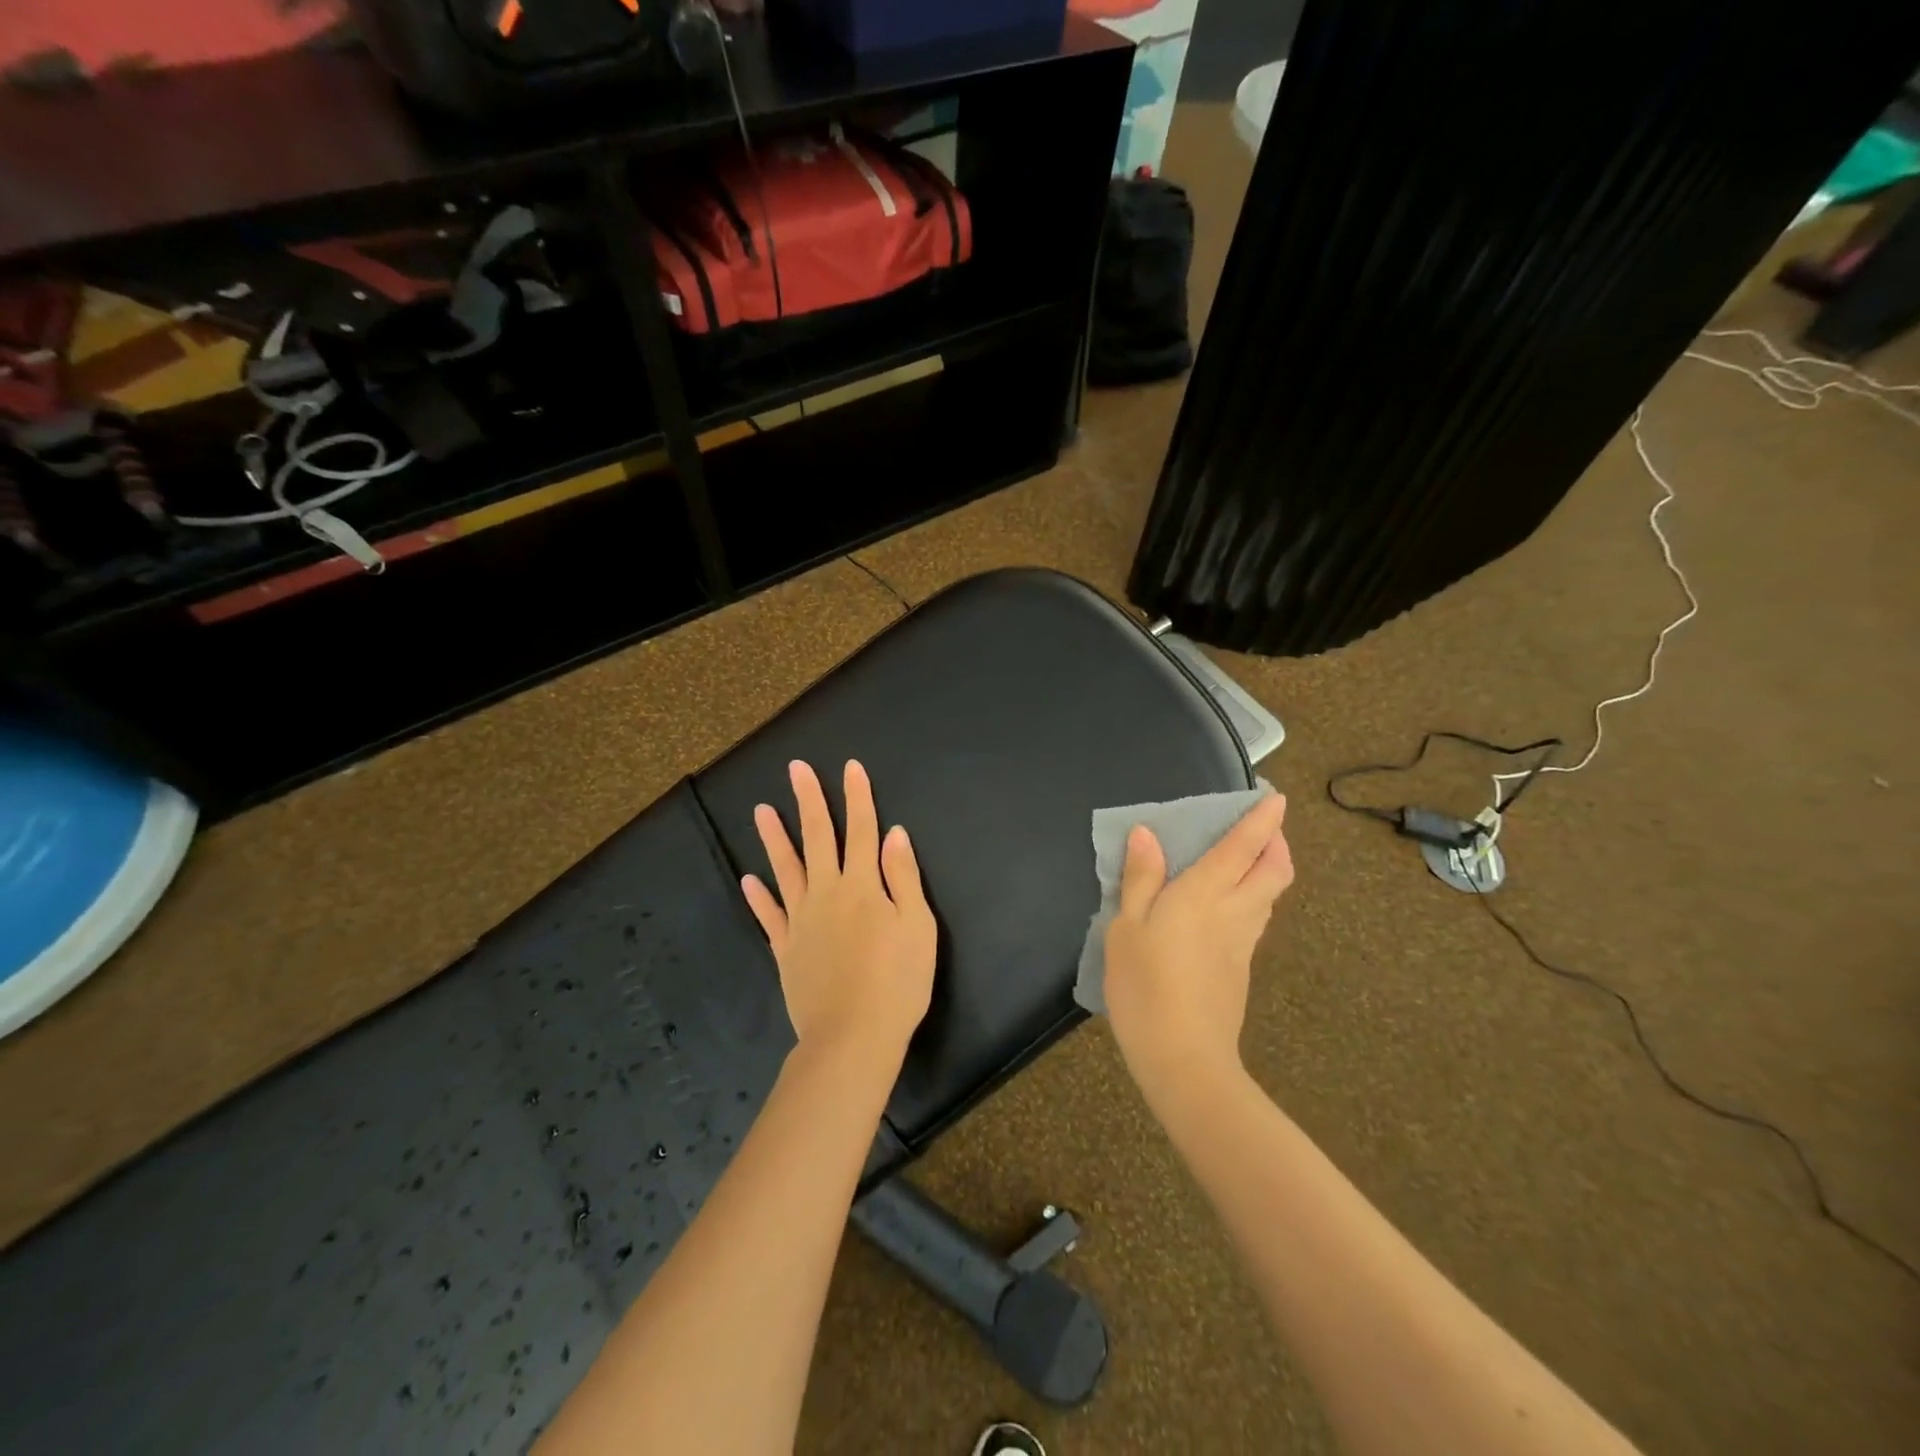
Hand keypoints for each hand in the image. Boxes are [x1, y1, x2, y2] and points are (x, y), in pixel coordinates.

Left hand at [740, 760, 936, 1070]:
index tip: (850, 767)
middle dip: (809, 801)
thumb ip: (904, 878)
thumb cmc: (897, 982)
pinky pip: (770, 916)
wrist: (853, 1037)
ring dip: (774, 838)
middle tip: (795, 769)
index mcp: (863, 886)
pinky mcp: (786, 949)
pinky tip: (748, 879)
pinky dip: (759, 897)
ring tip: (761, 810)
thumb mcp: (918, 927)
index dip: (858, 797)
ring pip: (786, 869)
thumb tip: (894, 834)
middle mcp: (828, 893)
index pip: (862, 830)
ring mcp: (802, 921)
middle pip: (817, 838)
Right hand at [1103, 793, 1292, 1090]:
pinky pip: (1255, 920)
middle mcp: (1234, 912)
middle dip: (1276, 844)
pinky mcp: (1241, 969)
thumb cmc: (1145, 986)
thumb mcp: (1127, 928)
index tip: (1276, 798)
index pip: (1243, 847)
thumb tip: (1146, 833)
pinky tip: (1225, 908)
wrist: (1184, 1059)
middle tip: (1261, 829)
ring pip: (1269, 897)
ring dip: (1267, 871)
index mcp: (1205, 894)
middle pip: (1274, 871)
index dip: (1263, 820)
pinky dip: (1253, 899)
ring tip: (1245, 862)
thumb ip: (1140, 879)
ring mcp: (1243, 944)